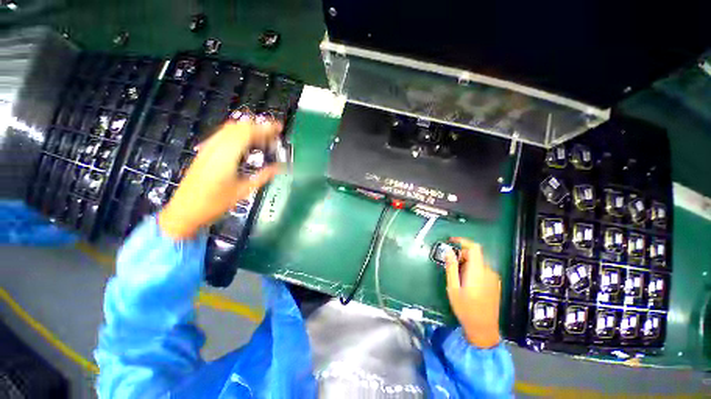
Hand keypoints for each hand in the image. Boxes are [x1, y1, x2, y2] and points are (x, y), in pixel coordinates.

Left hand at [158, 119, 280, 238]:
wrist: (185, 211)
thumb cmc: (215, 204)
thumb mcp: (243, 191)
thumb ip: (263, 176)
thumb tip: (281, 167)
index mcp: (226, 156)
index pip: (247, 133)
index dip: (265, 128)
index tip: (279, 128)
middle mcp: (215, 147)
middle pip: (239, 127)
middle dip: (259, 127)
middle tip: (274, 135)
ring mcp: (208, 148)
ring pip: (230, 128)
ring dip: (248, 129)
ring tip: (263, 138)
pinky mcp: (205, 151)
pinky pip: (224, 134)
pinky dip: (238, 134)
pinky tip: (247, 144)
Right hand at [444, 237, 501, 347]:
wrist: (483, 329)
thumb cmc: (465, 308)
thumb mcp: (453, 287)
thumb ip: (451, 267)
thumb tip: (448, 250)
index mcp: (477, 271)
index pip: (474, 248)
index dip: (463, 241)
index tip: (451, 241)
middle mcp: (488, 272)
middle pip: (475, 255)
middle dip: (461, 256)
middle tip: (451, 266)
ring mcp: (494, 278)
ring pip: (478, 263)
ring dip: (466, 264)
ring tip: (458, 278)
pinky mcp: (495, 284)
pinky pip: (483, 270)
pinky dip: (473, 270)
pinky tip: (468, 284)